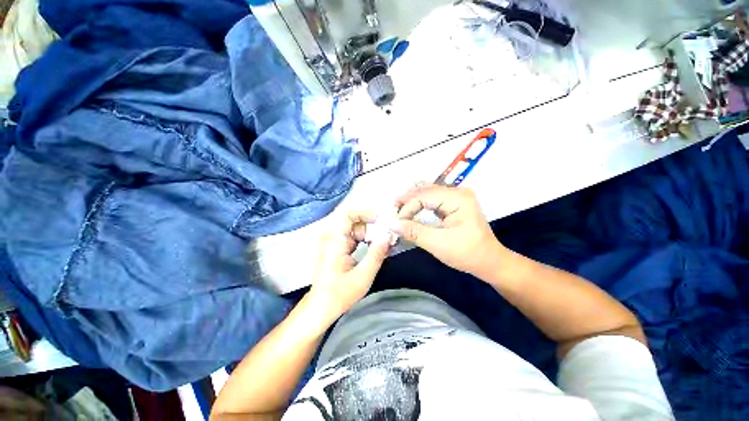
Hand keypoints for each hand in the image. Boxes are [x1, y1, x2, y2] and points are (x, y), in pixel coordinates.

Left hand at [309, 211, 391, 320]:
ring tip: (383, 246)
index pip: (347, 215)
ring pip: (355, 231)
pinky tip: (374, 250)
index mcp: (334, 241)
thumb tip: (388, 237)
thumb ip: (377, 255)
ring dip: (369, 237)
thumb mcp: (363, 275)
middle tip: (386, 238)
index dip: (364, 214)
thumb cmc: (340, 293)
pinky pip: (352, 239)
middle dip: (371, 229)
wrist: (321, 307)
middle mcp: (331, 238)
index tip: (380, 220)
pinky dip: (364, 242)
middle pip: (354, 224)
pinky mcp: (336, 249)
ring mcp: (333, 243)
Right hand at [393, 184, 505, 277]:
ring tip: (398, 209)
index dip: (407, 207)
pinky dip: (420, 204)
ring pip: (428, 192)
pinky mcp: (454, 204)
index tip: (397, 222)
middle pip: (425, 190)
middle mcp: (457, 192)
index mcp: (457, 198)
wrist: (489, 261)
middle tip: (392, 211)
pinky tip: (411, 209)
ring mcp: (457, 197)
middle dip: (407, 200)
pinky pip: (433, 199)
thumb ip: (414, 232)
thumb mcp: (438, 243)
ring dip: (412, 200)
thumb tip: (392, 224)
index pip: (424, 196)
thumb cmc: (467, 253)